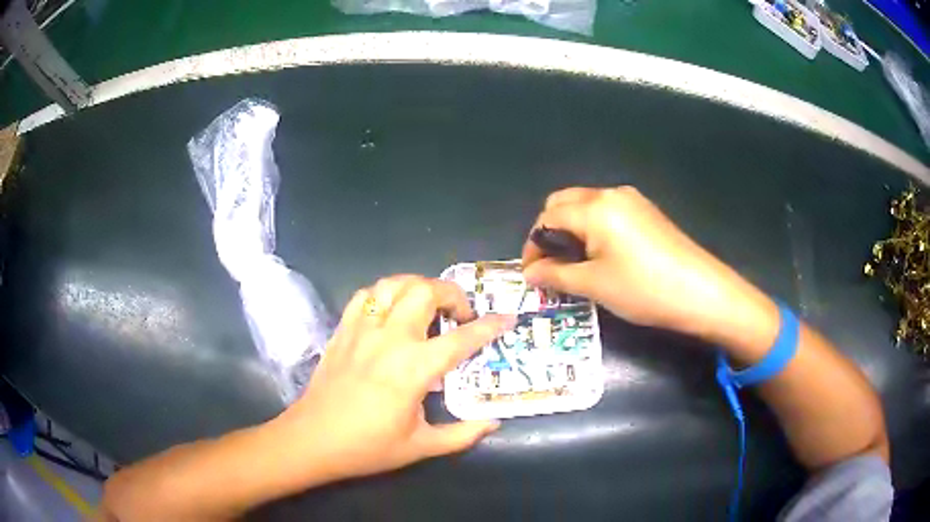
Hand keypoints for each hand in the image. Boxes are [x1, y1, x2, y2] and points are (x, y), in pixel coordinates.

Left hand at [276, 275, 514, 482]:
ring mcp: (362, 330)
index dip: (489, 326)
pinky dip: (385, 293)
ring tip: (429, 305)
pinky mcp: (342, 330)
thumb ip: (463, 434)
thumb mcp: (422, 447)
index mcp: (414, 369)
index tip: (506, 319)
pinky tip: (391, 310)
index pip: (462, 338)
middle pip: (427, 292)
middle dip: (453, 294)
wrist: (312, 440)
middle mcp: (390, 339)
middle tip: (460, 315)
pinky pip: (365, 295)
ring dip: (419, 286)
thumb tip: (493, 423)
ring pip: (394, 285)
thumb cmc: (368, 447)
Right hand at [521, 186, 775, 341]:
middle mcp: (610, 194)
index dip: (534, 245)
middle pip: (564, 203)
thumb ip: (556, 275)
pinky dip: (593, 229)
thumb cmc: (643, 288)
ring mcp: (632, 200)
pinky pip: (608, 212)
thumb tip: (529, 273)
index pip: (547, 217)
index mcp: (594, 208)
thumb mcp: (594, 285)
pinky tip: (603, 256)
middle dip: (550, 232)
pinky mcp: (646, 211)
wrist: (700, 292)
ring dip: (572, 230)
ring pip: (586, 206)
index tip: (533, 273)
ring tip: (576, 264)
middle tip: (552, 266)